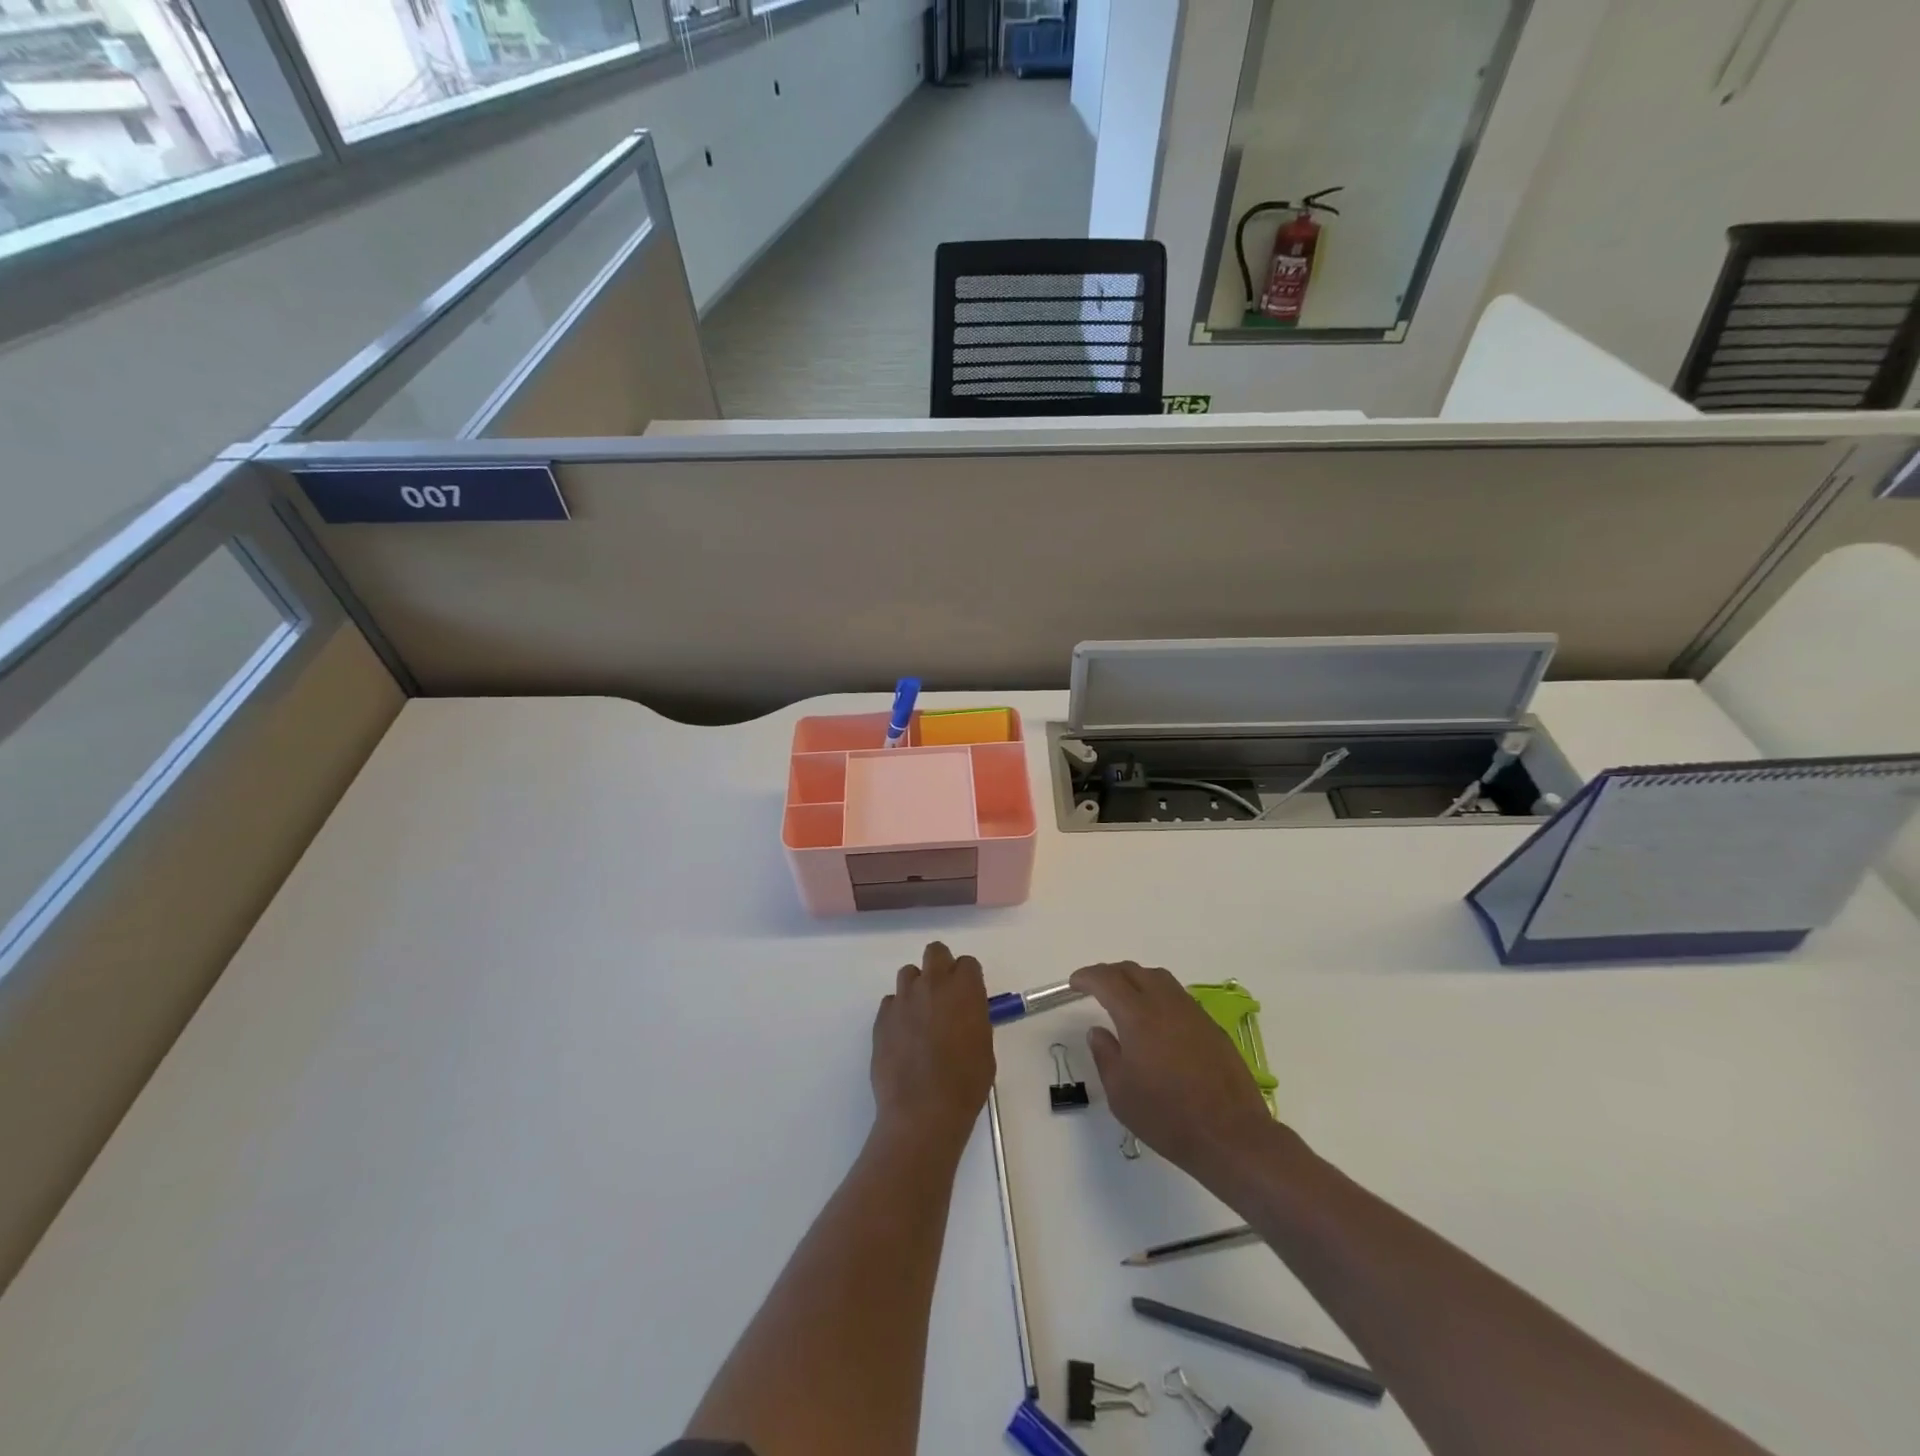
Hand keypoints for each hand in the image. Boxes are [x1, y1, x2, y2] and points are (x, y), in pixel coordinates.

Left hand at [871, 943, 994, 1149]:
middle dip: (940, 967)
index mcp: (964, 989)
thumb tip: (964, 1015)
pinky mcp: (882, 1017)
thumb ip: (974, 1019)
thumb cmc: (965, 1083)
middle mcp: (932, 984)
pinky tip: (903, 1037)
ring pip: (908, 973)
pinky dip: (898, 1012)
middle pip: (935, 952)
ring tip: (920, 1016)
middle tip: (943, 995)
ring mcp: (903, 998)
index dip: (968, 979)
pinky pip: (891, 1002)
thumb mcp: (984, 1047)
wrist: (922, 1111)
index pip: (967, 963)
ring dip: (917, 987)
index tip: (968, 997)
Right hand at [1071, 962, 1281, 1187]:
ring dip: (1137, 979)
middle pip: (1134, 971)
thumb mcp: (1120, 1092)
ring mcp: (1192, 1013)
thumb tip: (1098, 1031)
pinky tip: (1156, 1020)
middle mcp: (1166, 1004)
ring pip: (1160, 978)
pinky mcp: (1211, 1027)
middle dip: (1110, 973)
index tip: (1075, 983)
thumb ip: (1105, 1054)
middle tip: (1096, 987)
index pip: (1107, 980)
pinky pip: (1178, 996)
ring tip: (1126, 997)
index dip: (1088, 977)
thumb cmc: (1167, 1116)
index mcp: (1138, 1015)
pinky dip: (1159, 995)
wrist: (1230, 1135)